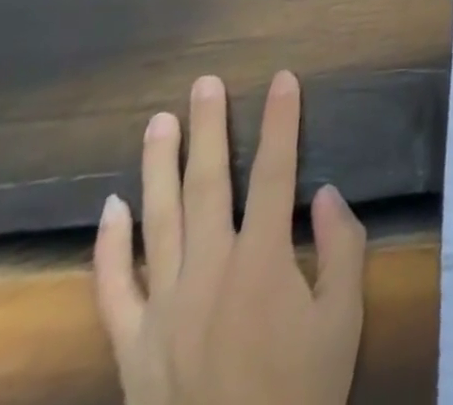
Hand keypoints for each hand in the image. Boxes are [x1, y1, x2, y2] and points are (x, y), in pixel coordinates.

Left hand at [94, 72, 366, 404]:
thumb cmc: (301, 394)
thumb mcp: (343, 320)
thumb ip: (341, 249)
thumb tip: (325, 194)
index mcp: (263, 263)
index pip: (277, 172)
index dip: (282, 122)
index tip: (283, 79)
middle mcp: (209, 272)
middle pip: (210, 183)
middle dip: (209, 128)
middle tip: (204, 84)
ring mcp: (163, 309)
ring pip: (158, 221)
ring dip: (159, 167)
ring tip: (158, 122)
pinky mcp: (132, 347)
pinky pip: (113, 289)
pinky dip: (109, 247)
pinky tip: (110, 208)